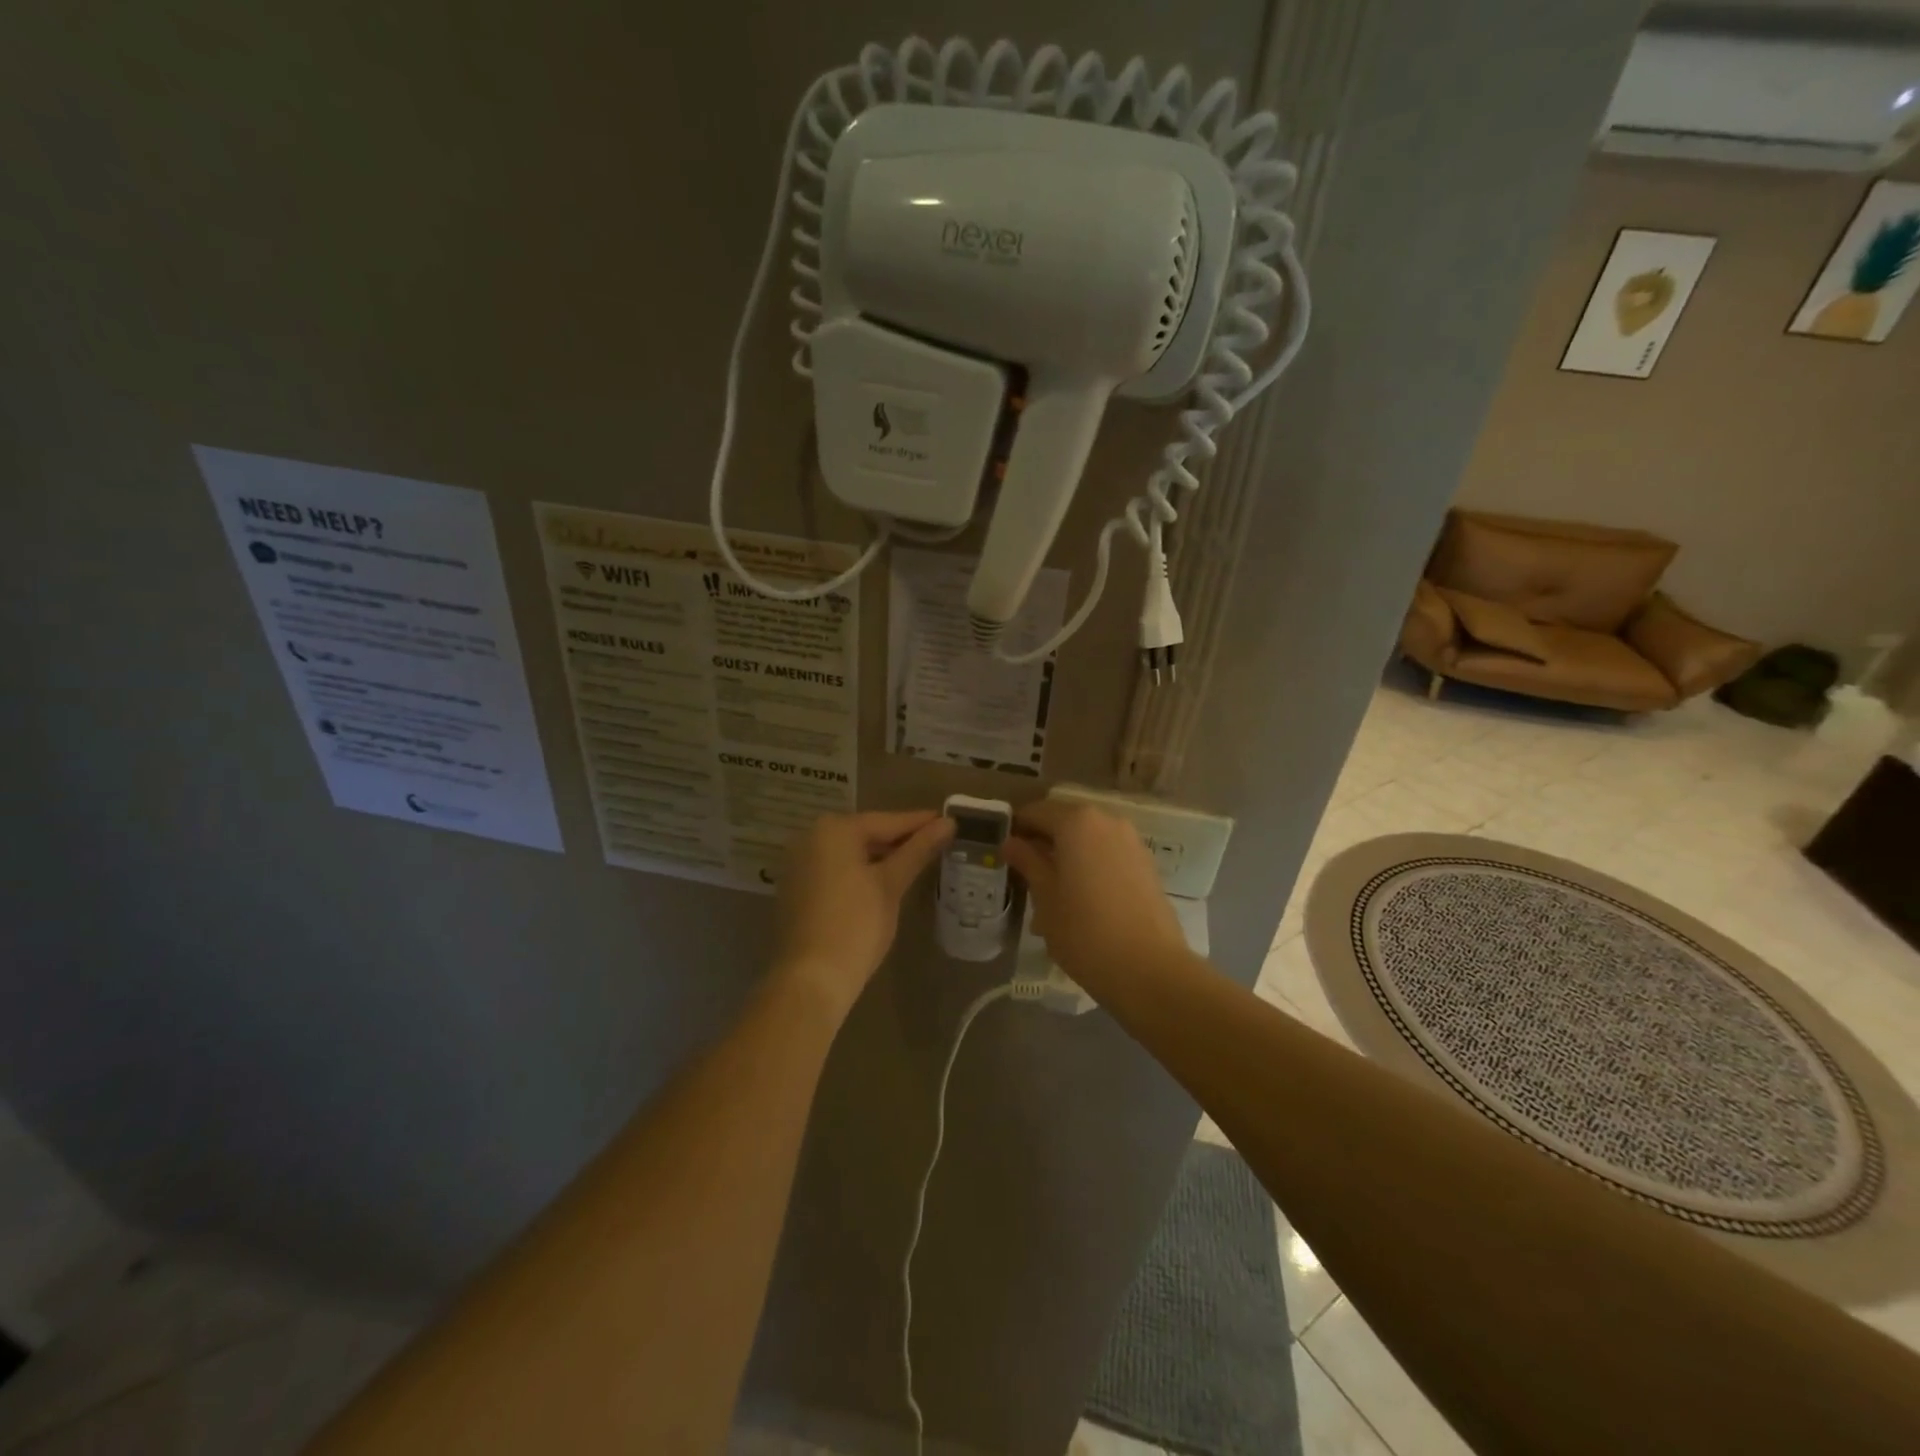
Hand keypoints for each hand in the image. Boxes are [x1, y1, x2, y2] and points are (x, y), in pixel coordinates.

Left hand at [773, 810, 953, 1019]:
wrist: (811, 979)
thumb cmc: (856, 925)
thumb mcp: (891, 884)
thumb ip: (918, 850)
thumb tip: (948, 823)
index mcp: (833, 830)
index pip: (886, 821)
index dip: (920, 823)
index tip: (949, 822)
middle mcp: (809, 838)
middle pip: (866, 834)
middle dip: (900, 840)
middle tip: (937, 843)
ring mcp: (798, 864)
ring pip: (850, 853)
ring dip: (880, 857)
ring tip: (917, 861)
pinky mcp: (796, 889)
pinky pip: (835, 870)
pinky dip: (859, 872)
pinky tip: (883, 882)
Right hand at [1002, 801, 1189, 1000]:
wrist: (1149, 969)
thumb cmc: (1084, 931)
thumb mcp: (1044, 897)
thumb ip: (1027, 862)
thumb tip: (1011, 842)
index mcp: (1077, 821)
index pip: (1036, 812)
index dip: (1016, 829)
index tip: (1003, 853)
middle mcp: (1107, 820)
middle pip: (1064, 822)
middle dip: (1043, 843)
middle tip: (1024, 875)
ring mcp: (1131, 841)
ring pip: (1088, 840)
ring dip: (1067, 856)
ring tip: (1052, 893)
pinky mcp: (1146, 864)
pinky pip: (1108, 854)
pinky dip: (1090, 866)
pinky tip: (1080, 900)